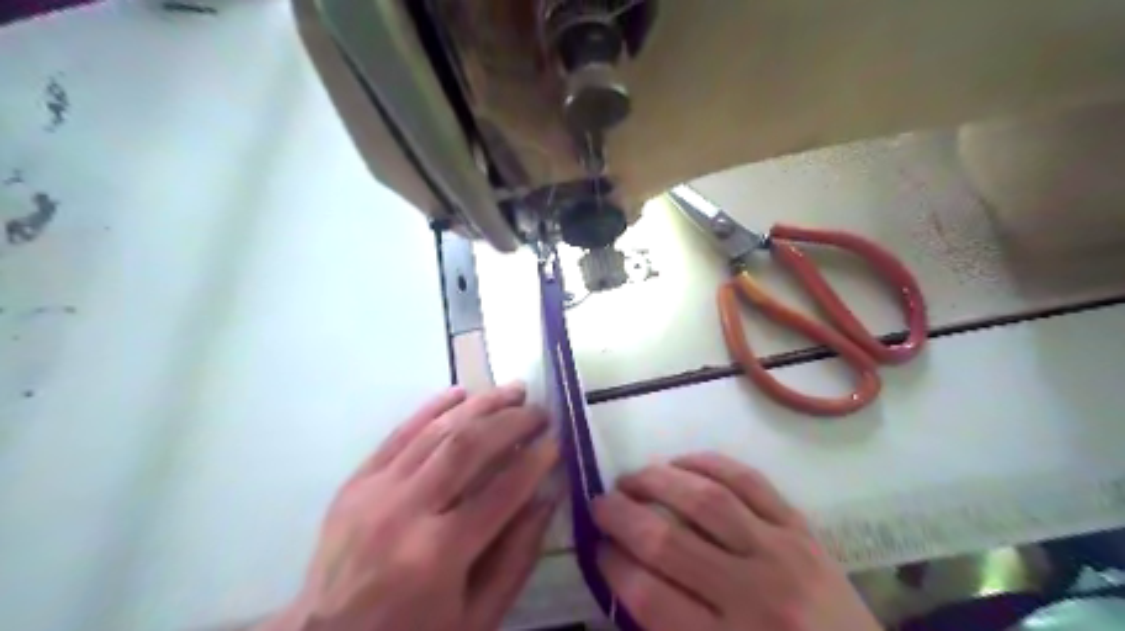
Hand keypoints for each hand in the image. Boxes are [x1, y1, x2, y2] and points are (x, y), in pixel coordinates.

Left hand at [264, 384, 561, 630]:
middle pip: (468, 446)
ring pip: (437, 431)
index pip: (502, 491)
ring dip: (481, 404)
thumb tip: (547, 498)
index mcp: (439, 554)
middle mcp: (406, 511)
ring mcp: (376, 491)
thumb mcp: (476, 618)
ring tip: (513, 391)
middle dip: (512, 421)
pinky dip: (432, 408)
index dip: (536, 461)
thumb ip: (516, 557)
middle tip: (540, 411)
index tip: (558, 442)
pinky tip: (460, 393)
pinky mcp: (357, 481)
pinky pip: (399, 433)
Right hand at [590, 450, 877, 629]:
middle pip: (669, 542)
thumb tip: (625, 575)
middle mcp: (753, 596)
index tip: (598, 548)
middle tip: (600, 504)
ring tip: (631, 478)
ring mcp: (781, 554)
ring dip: (658, 482)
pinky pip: (750, 482)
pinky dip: (709, 464)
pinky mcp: (802, 528)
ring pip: (707, 500)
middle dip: (622, 517)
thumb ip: (669, 630)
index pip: (649, 596)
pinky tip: (681, 463)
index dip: (613, 565)